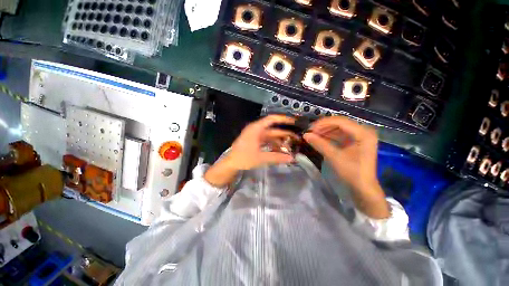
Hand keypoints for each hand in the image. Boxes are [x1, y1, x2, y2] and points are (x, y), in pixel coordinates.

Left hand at [204, 115, 296, 187]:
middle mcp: (256, 130)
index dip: (283, 119)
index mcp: (256, 129)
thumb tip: (291, 158)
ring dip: (280, 141)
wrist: (231, 163)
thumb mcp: (261, 158)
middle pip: (273, 129)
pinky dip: (274, 145)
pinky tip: (281, 150)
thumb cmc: (243, 158)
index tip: (294, 121)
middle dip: (285, 134)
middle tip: (297, 138)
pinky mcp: (255, 141)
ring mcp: (255, 136)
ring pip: (271, 136)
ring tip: (291, 146)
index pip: (272, 119)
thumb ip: (277, 157)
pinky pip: (267, 141)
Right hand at [303, 116, 389, 218]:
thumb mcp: (334, 157)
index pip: (340, 121)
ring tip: (313, 135)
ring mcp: (359, 137)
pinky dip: (329, 137)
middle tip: (310, 132)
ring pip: (339, 129)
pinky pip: (340, 135)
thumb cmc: (352, 172)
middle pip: (340, 123)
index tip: (310, 128)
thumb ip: (319, 144)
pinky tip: (319, 139)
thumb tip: (305, 135)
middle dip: (323, 127)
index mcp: (363, 133)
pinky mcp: (355, 142)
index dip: (323, 123)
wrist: (363, 188)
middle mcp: (363, 131)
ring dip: (325, 131)